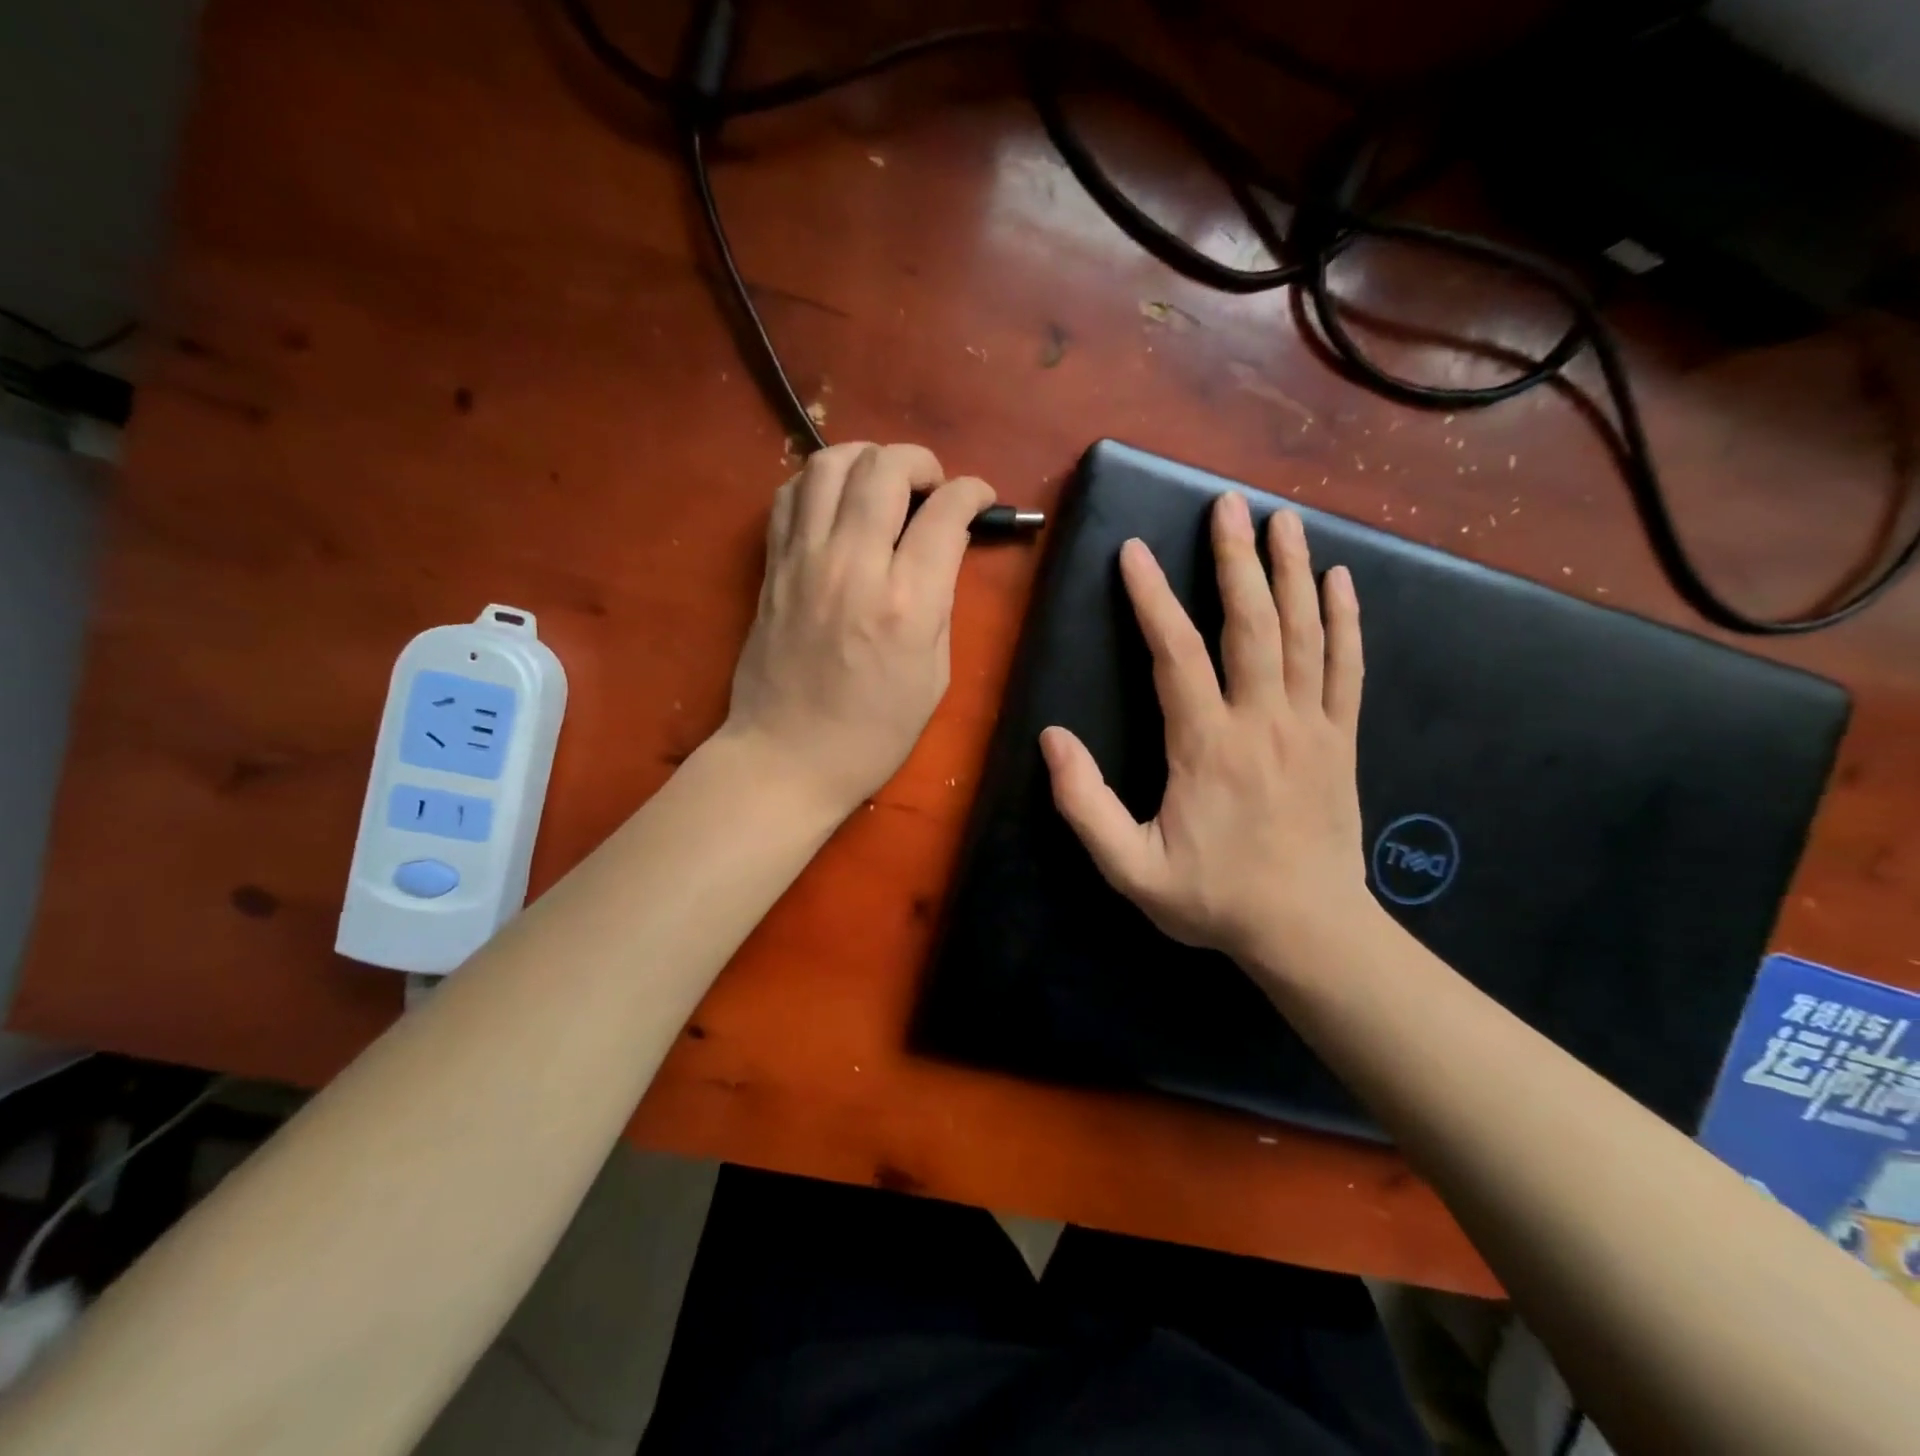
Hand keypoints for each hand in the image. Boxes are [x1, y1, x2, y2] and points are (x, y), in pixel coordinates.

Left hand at [720, 442, 994, 817]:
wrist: (787, 757)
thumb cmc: (872, 733)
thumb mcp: (934, 677)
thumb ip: (942, 604)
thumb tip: (943, 551)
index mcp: (905, 602)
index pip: (945, 511)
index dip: (973, 492)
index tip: (980, 498)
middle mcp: (852, 565)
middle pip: (885, 468)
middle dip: (920, 462)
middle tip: (932, 487)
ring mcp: (803, 560)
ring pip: (829, 463)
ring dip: (866, 458)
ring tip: (883, 482)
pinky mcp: (772, 566)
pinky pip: (790, 495)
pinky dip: (818, 482)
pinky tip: (837, 503)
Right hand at [1039, 492, 1369, 977]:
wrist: (1309, 932)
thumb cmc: (1214, 899)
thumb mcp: (1131, 869)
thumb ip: (1085, 804)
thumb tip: (1052, 738)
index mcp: (1207, 747)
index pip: (1175, 654)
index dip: (1151, 599)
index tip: (1134, 552)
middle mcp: (1263, 722)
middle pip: (1251, 625)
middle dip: (1235, 560)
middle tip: (1227, 505)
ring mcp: (1311, 727)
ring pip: (1304, 634)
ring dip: (1291, 572)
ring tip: (1282, 520)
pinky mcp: (1341, 740)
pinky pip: (1346, 667)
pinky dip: (1344, 619)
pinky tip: (1338, 580)